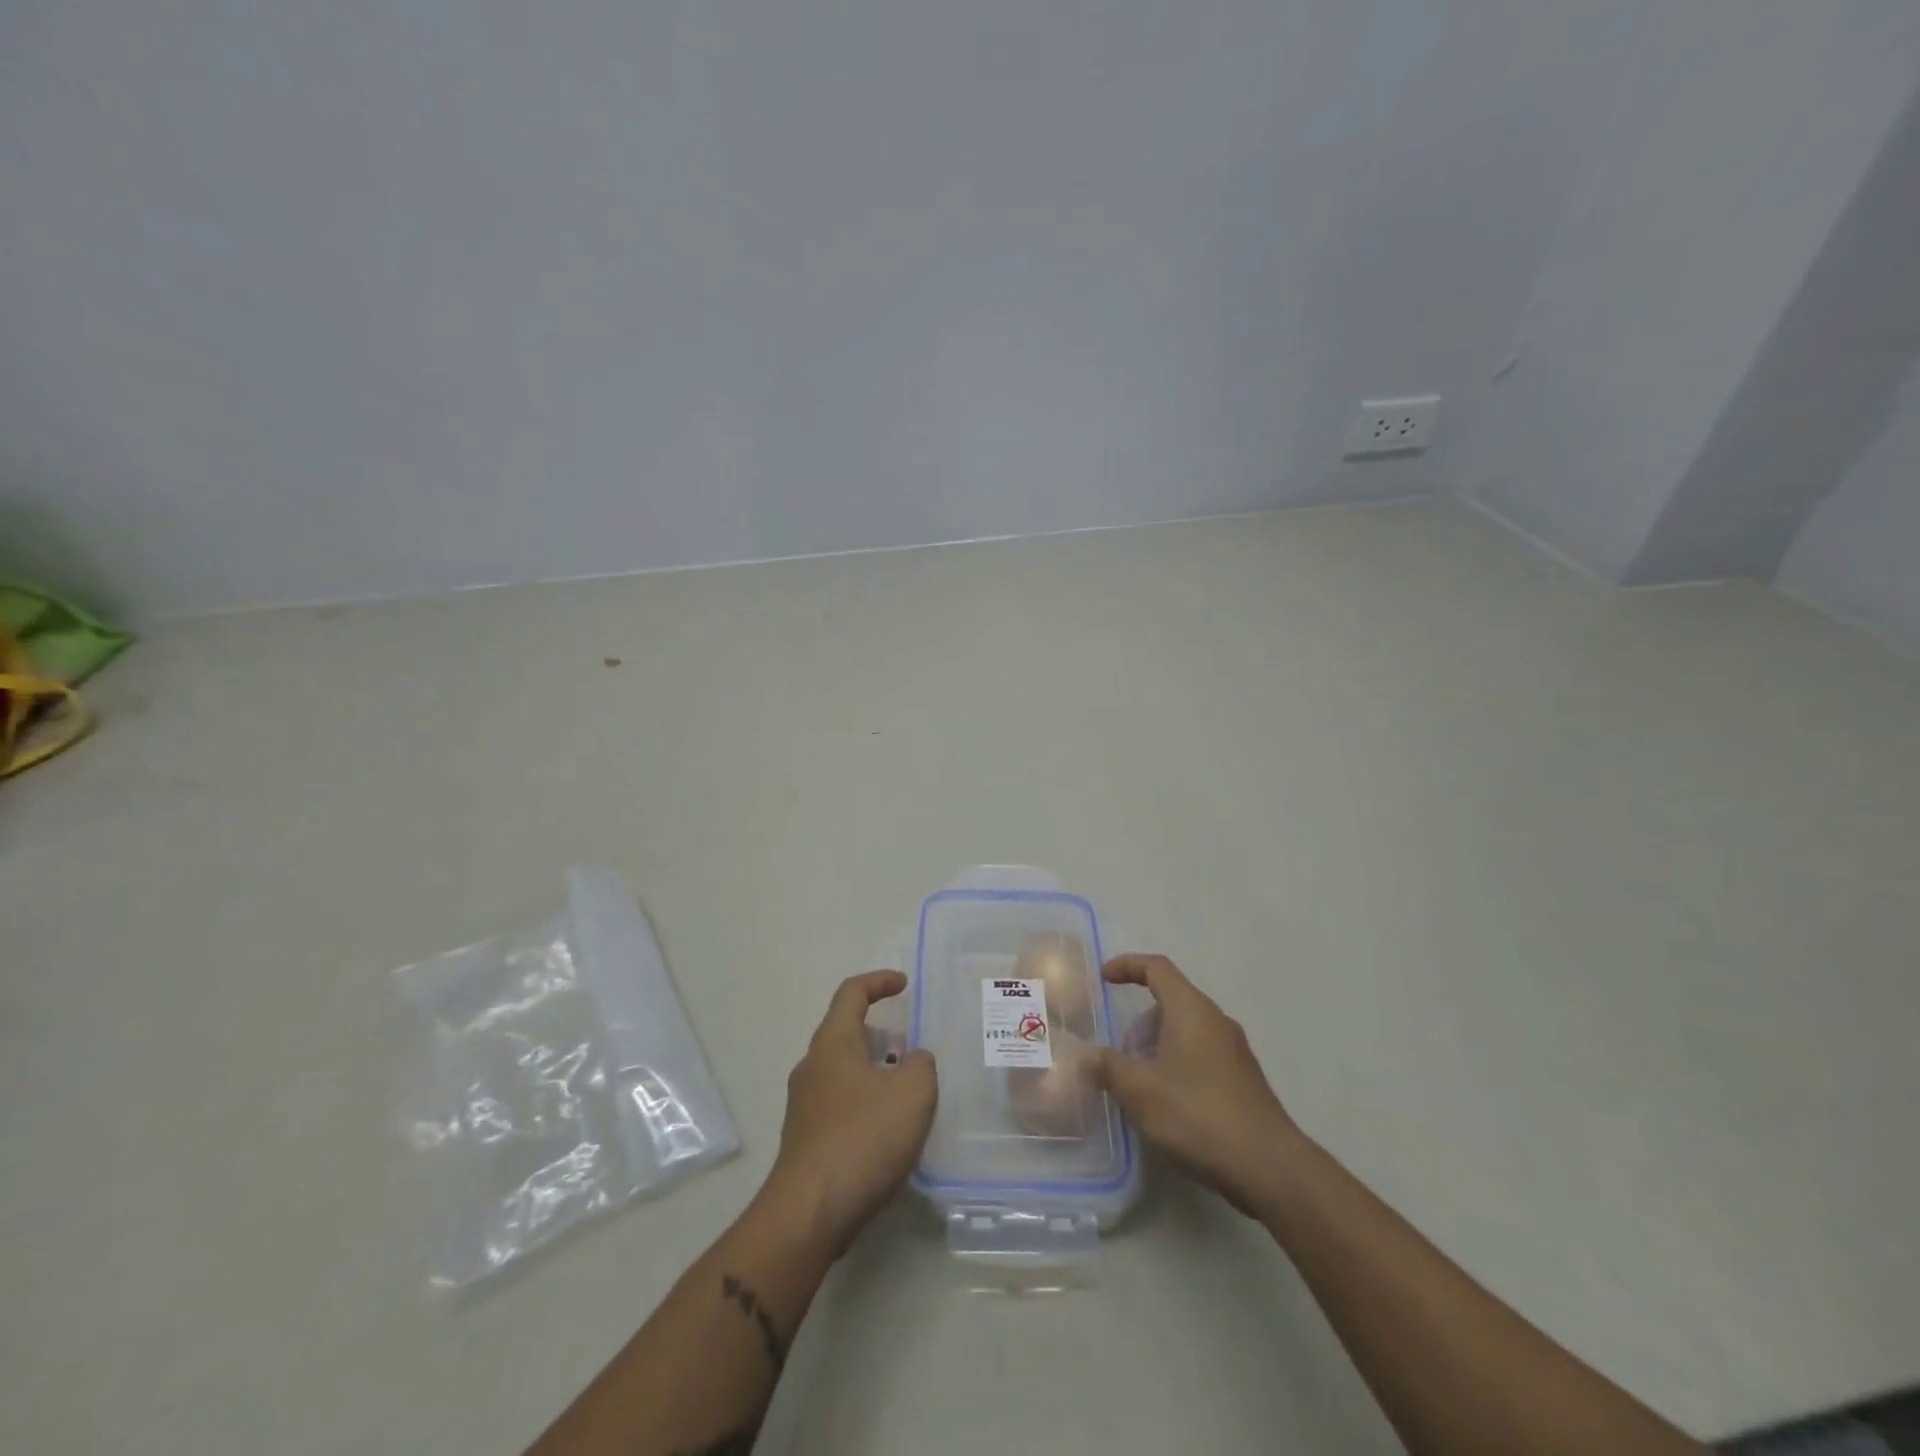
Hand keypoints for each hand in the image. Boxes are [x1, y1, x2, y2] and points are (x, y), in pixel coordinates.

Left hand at [761, 970, 936, 1257]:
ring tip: (909, 1090)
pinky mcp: (806, 1140)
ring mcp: (804, 1105)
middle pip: (846, 1032)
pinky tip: (890, 1131)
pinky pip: (841, 1104)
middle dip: (881, 1033)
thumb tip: (912, 1062)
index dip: (879, 981)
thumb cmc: (862, 1139)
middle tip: (913, 1046)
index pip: (852, 993)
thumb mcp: (912, 1093)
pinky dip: (867, 1103)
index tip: (904, 985)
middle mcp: (812, 1066)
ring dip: (875, 1071)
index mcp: (833, 1042)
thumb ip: (921, 1065)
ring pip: (845, 1071)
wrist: (809, 1215)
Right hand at [1092, 954, 1298, 1216]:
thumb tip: (1088, 1057)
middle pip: (1171, 1001)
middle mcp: (1216, 1021)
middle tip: (1119, 1054)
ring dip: (1157, 1047)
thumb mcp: (1140, 1091)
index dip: (1127, 966)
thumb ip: (1109, 1068)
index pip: (1157, 968)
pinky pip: (1201, 1056)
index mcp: (1191, 1010)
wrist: (1269, 1167)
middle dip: (1139, 1022)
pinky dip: (1177, 1066)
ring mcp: (1235, 1052)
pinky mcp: (1244, 1081)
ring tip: (1139, 1085)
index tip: (1104, 979)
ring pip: (1186, 1032)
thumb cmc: (1198, 1116)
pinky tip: (1168, 1106)